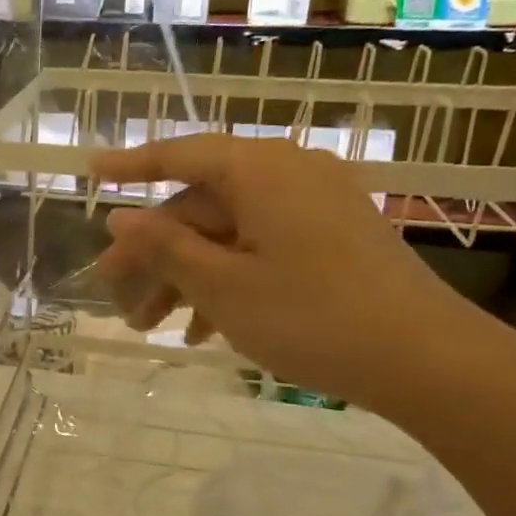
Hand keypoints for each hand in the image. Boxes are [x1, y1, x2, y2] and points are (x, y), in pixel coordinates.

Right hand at [91, 135, 495, 414]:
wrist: (425, 360)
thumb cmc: (311, 316)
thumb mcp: (222, 285)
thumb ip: (165, 247)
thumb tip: (120, 218)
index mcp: (260, 172)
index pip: (181, 155)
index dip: (131, 165)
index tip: (90, 172)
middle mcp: (288, 176)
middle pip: (201, 205)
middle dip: (155, 254)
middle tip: (116, 297)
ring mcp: (314, 208)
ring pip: (227, 233)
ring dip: (185, 277)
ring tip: (152, 327)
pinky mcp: (331, 240)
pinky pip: (261, 248)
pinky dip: (227, 281)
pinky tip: (202, 331)